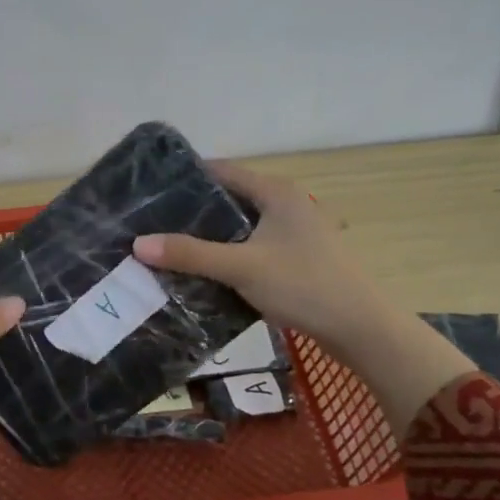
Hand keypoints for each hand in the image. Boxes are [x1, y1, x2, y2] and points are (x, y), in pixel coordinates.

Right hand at [133, 162, 475, 435]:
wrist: (361, 327)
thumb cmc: (303, 285)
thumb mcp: (241, 267)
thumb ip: (190, 255)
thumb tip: (138, 244)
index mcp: (276, 192)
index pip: (222, 171)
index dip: (186, 178)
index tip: (150, 192)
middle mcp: (285, 205)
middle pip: (229, 200)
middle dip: (191, 212)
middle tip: (151, 223)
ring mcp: (293, 233)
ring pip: (239, 228)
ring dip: (208, 238)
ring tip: (167, 247)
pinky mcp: (295, 259)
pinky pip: (250, 249)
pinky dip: (226, 257)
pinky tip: (201, 273)